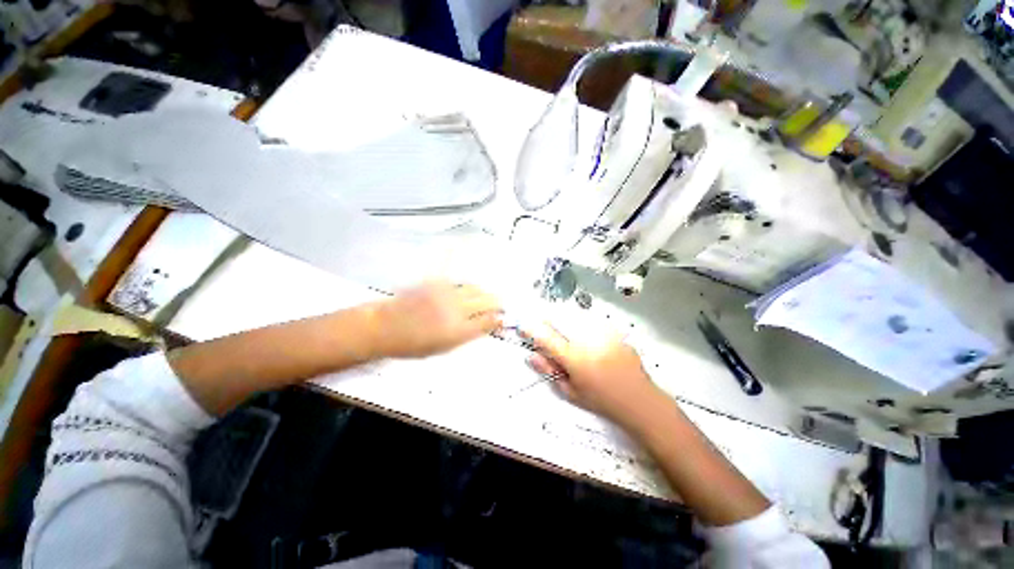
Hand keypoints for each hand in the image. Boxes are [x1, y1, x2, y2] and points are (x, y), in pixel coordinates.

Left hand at [370, 281, 502, 358]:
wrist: (385, 328)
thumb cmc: (414, 344)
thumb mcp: (444, 347)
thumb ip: (467, 334)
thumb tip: (485, 324)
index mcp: (458, 330)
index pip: (488, 321)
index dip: (498, 319)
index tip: (502, 317)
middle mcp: (456, 310)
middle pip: (486, 301)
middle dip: (496, 302)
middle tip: (499, 304)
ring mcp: (446, 294)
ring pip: (473, 288)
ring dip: (482, 292)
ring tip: (483, 296)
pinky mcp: (435, 283)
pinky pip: (452, 272)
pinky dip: (459, 268)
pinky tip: (460, 251)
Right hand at [524, 323, 662, 427]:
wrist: (638, 399)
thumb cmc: (601, 400)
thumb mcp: (571, 391)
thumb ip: (549, 371)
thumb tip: (531, 355)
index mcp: (574, 358)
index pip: (546, 337)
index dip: (531, 328)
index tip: (523, 324)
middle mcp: (587, 340)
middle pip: (559, 318)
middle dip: (547, 319)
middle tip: (544, 326)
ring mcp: (602, 333)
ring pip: (575, 316)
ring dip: (564, 319)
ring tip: (566, 331)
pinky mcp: (614, 331)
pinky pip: (591, 320)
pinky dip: (582, 323)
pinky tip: (586, 336)